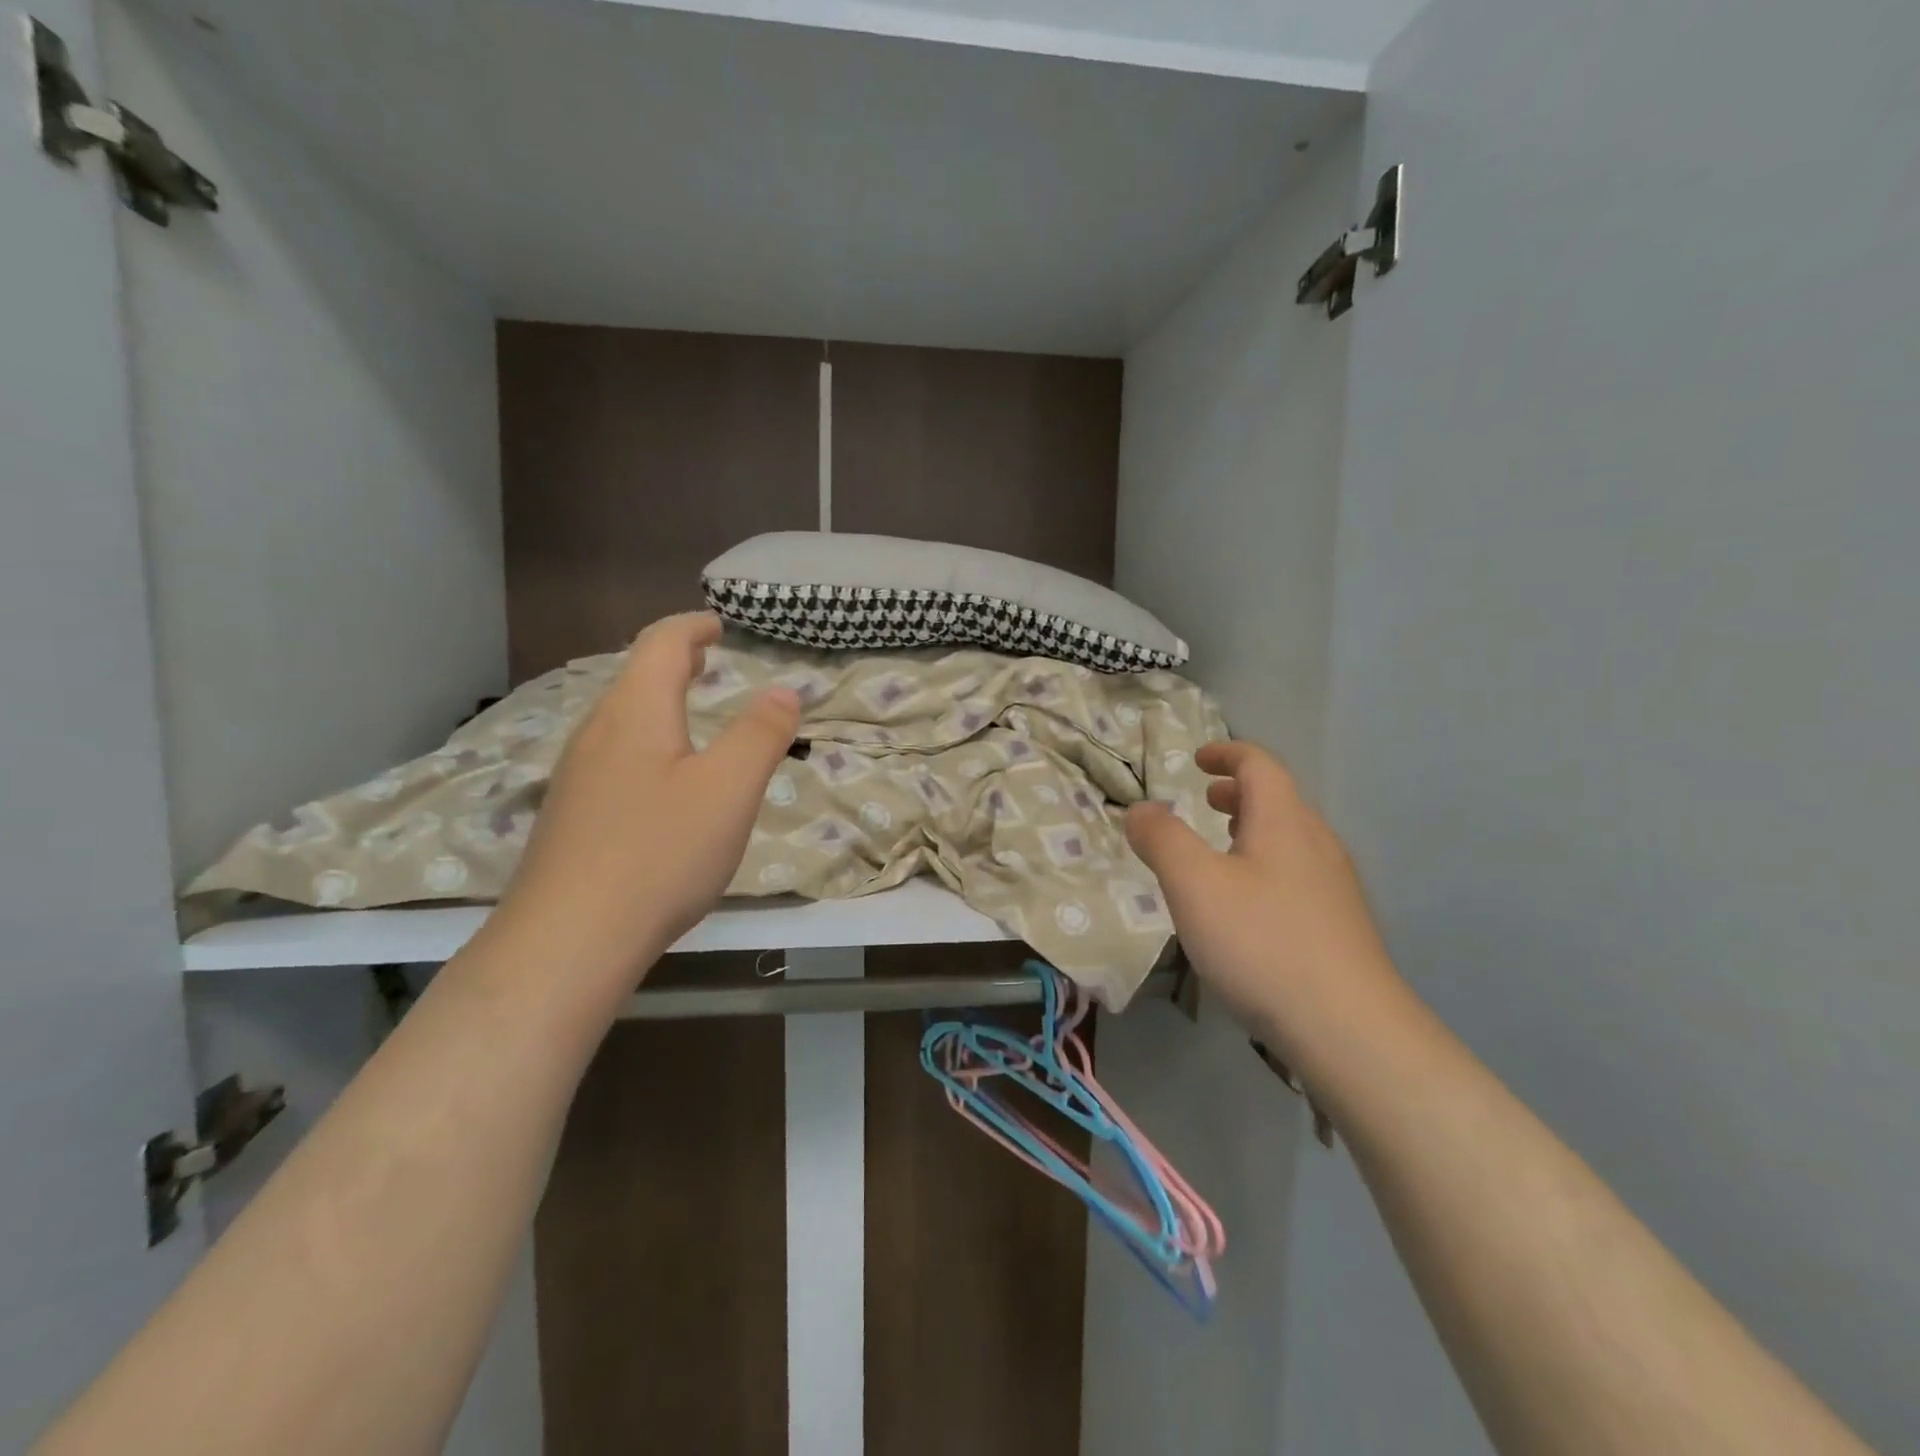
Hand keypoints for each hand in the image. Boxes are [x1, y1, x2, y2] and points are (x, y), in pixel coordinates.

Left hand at [491, 613, 799, 985]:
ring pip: (621, 719)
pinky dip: (646, 741)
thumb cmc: (658, 854)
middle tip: (708, 661)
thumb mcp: (729, 791)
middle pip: (634, 678)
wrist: (567, 941)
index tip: (718, 624)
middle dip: (674, 662)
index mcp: (635, 713)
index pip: (661, 645)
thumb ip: (760, 735)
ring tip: (688, 711)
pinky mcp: (572, 816)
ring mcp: (577, 776)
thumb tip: (783, 691)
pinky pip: (613, 755)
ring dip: (658, 702)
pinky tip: (660, 780)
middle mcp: (597, 733)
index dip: (692, 627)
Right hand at [1124, 741, 1404, 1070]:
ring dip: (1254, 828)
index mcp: (1284, 822)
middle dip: (1239, 792)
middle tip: (1205, 800)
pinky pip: (1298, 873)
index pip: (1260, 766)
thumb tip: (1140, 809)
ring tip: (1223, 847)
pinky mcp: (1340, 926)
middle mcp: (1317, 844)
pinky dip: (1266, 864)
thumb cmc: (1262, 943)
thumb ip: (1162, 839)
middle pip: (1280, 800)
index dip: (1228, 753)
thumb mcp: (1194, 885)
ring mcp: (1335, 887)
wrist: (1348, 1029)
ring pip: (1291, 838)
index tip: (1197, 759)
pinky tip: (1248, 905)